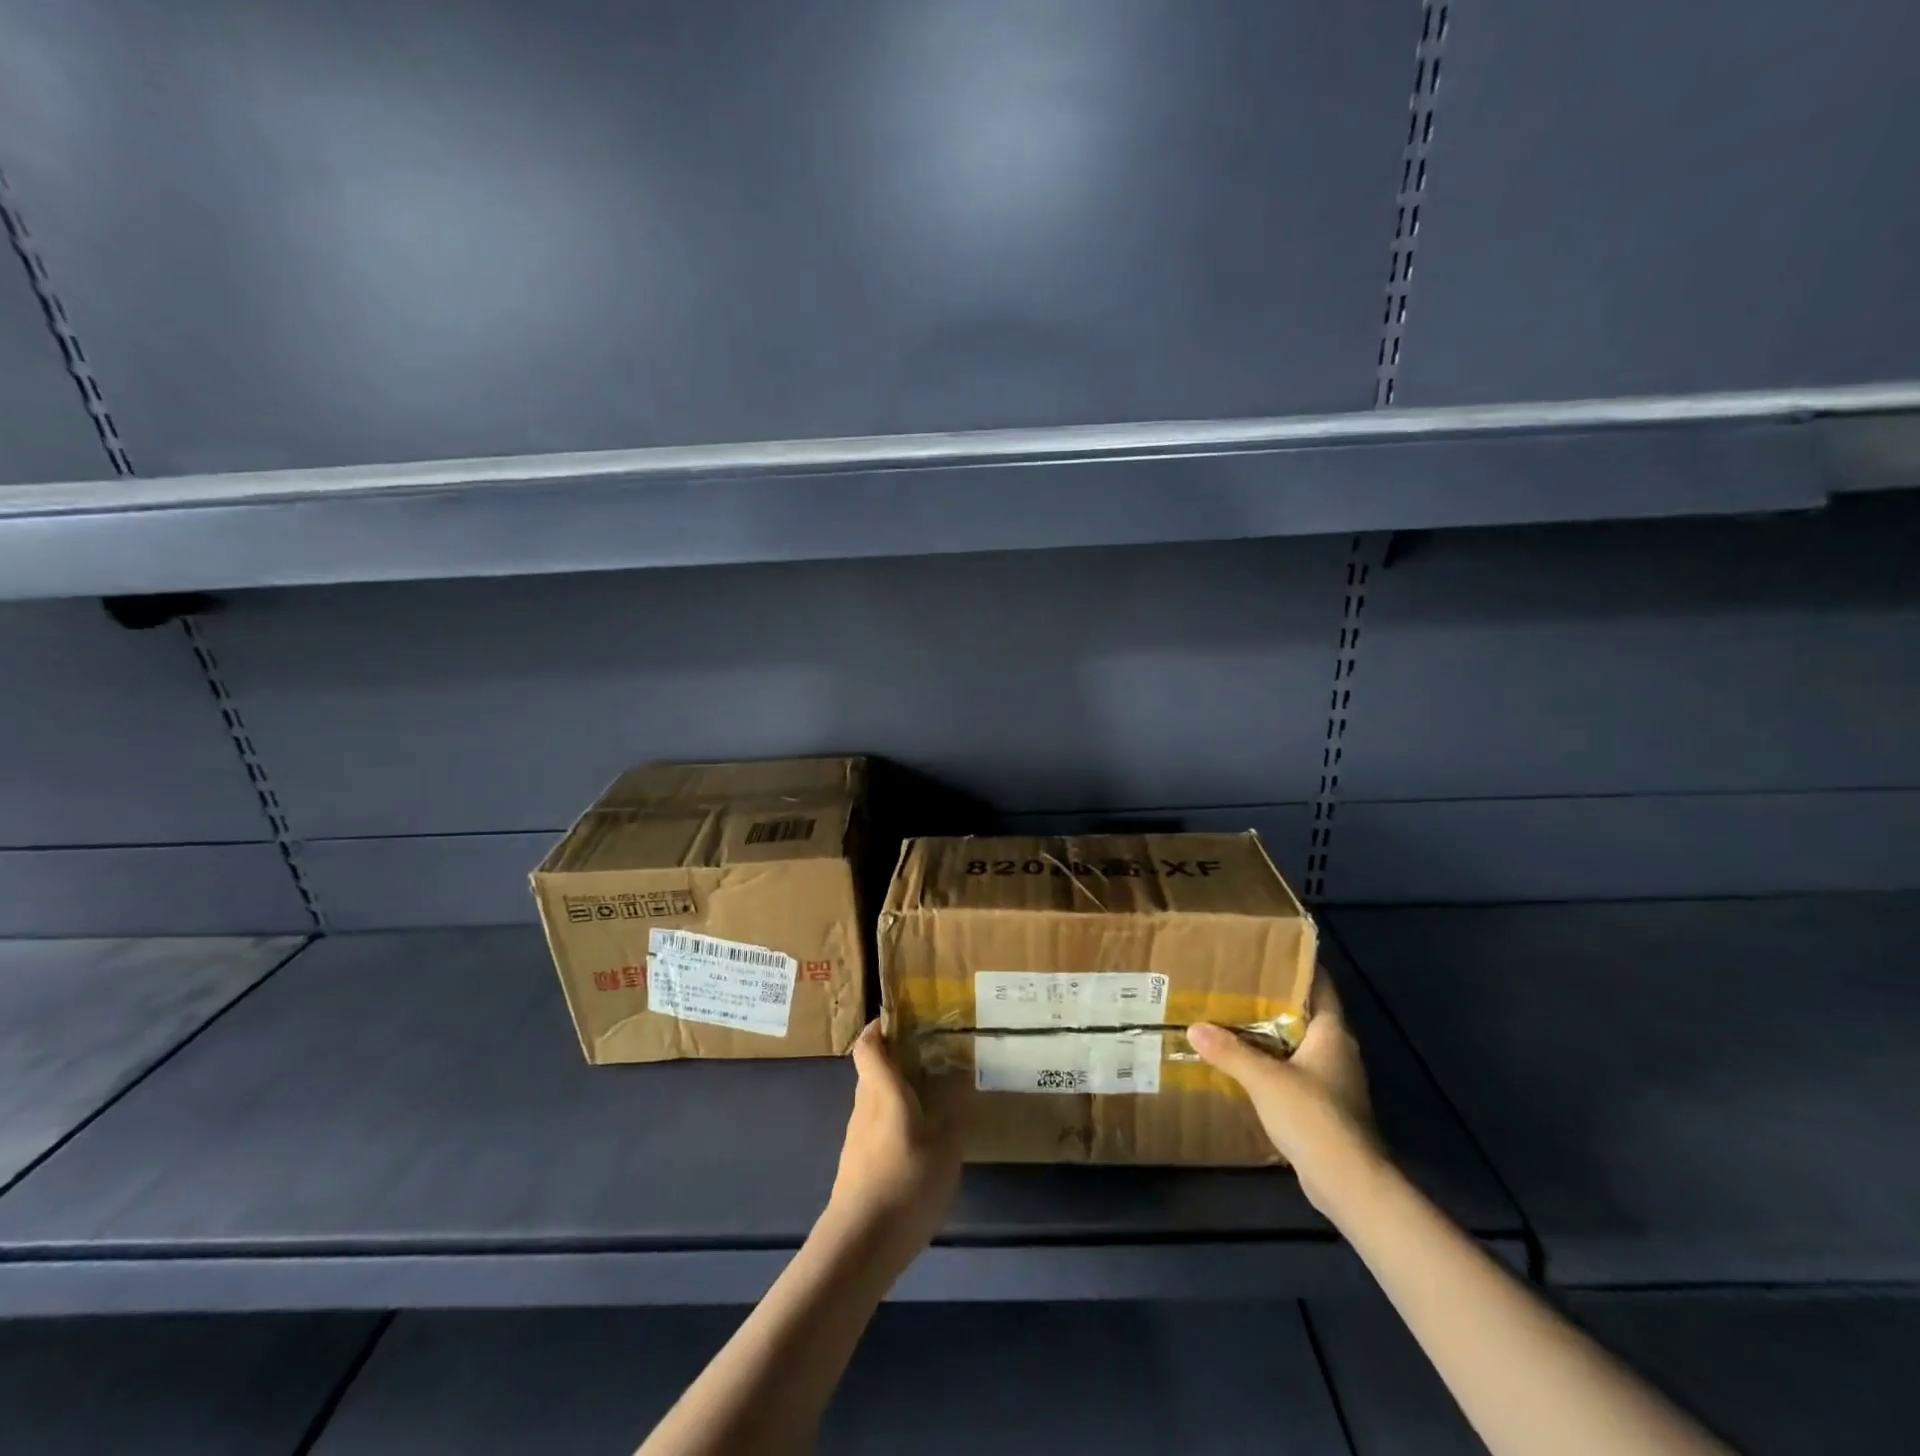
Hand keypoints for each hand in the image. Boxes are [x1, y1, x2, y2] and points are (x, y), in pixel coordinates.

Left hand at [825, 1021, 962, 1260]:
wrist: (859, 1245)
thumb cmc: (905, 1182)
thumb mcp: (946, 1146)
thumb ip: (954, 1110)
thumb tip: (957, 1078)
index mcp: (883, 1090)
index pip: (868, 1044)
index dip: (879, 1027)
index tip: (901, 1019)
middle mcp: (864, 1106)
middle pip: (872, 1070)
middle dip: (897, 1060)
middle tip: (931, 1058)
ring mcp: (856, 1137)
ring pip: (874, 1100)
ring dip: (896, 1093)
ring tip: (932, 1100)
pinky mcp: (856, 1165)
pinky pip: (875, 1128)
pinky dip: (894, 1123)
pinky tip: (919, 1143)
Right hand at [1189, 973, 1382, 1211]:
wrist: (1349, 1183)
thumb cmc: (1313, 1117)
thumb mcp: (1264, 1079)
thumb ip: (1230, 1051)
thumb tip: (1195, 1027)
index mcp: (1333, 1033)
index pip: (1320, 985)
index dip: (1298, 965)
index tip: (1267, 951)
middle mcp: (1338, 1051)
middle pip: (1307, 1013)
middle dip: (1275, 998)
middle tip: (1238, 982)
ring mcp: (1334, 1081)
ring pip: (1299, 1043)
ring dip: (1271, 1033)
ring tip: (1233, 1017)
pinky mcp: (1325, 1106)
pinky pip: (1295, 1071)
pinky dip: (1273, 1062)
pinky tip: (1246, 1063)